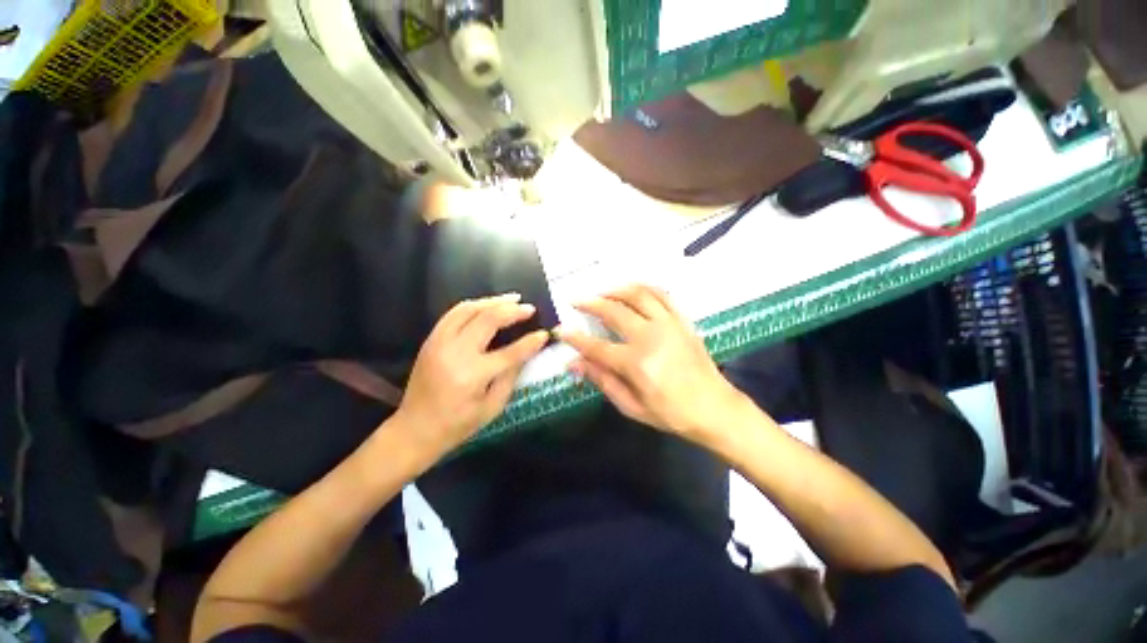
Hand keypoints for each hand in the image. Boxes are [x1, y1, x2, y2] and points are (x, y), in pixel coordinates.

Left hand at [395, 293, 548, 455]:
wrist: (414, 429)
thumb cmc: (458, 424)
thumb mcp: (492, 407)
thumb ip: (511, 377)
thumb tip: (527, 352)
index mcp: (473, 375)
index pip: (510, 352)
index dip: (531, 342)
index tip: (545, 333)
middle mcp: (455, 353)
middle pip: (488, 320)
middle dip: (512, 311)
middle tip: (529, 308)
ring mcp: (439, 342)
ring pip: (469, 309)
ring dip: (493, 301)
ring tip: (512, 299)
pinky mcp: (431, 339)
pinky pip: (453, 313)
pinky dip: (473, 305)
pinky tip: (487, 304)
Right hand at [558, 285, 745, 442]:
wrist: (714, 408)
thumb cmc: (670, 413)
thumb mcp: (632, 406)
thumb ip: (602, 381)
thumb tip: (574, 364)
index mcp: (635, 363)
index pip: (595, 346)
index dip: (574, 338)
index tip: (560, 330)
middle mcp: (650, 337)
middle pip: (613, 311)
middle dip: (590, 303)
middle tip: (576, 301)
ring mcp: (669, 325)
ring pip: (637, 295)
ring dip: (616, 290)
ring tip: (602, 292)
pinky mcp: (682, 320)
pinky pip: (662, 295)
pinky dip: (644, 287)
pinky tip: (633, 288)